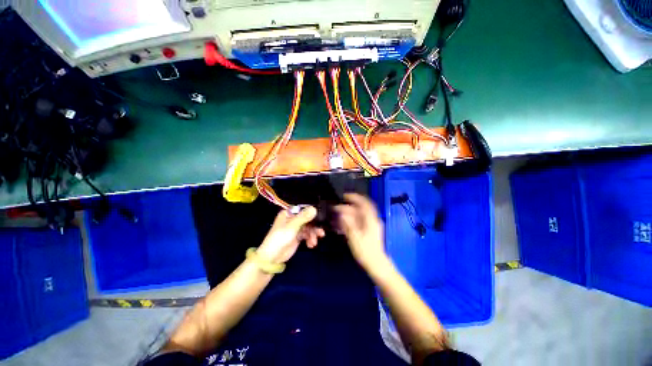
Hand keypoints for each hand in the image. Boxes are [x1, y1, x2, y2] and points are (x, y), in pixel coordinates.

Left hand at [257, 206, 324, 263]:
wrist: (272, 257)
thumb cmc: (280, 238)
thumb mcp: (292, 226)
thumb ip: (304, 217)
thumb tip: (314, 208)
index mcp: (289, 213)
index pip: (303, 210)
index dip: (312, 213)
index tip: (320, 218)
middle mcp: (292, 219)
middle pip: (308, 219)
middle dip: (314, 227)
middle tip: (321, 233)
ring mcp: (295, 228)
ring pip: (309, 228)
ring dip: (313, 235)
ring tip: (314, 242)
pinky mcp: (297, 236)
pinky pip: (307, 235)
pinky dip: (310, 239)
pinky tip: (311, 245)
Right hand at [335, 194, 387, 270]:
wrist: (376, 264)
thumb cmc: (366, 251)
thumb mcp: (354, 236)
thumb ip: (347, 223)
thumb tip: (341, 212)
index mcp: (371, 219)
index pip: (364, 203)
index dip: (355, 197)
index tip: (344, 196)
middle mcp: (372, 220)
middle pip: (360, 209)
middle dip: (348, 207)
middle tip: (336, 209)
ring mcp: (371, 225)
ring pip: (359, 215)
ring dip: (348, 214)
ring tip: (338, 216)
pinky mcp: (369, 231)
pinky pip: (359, 221)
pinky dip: (351, 220)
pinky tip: (343, 224)